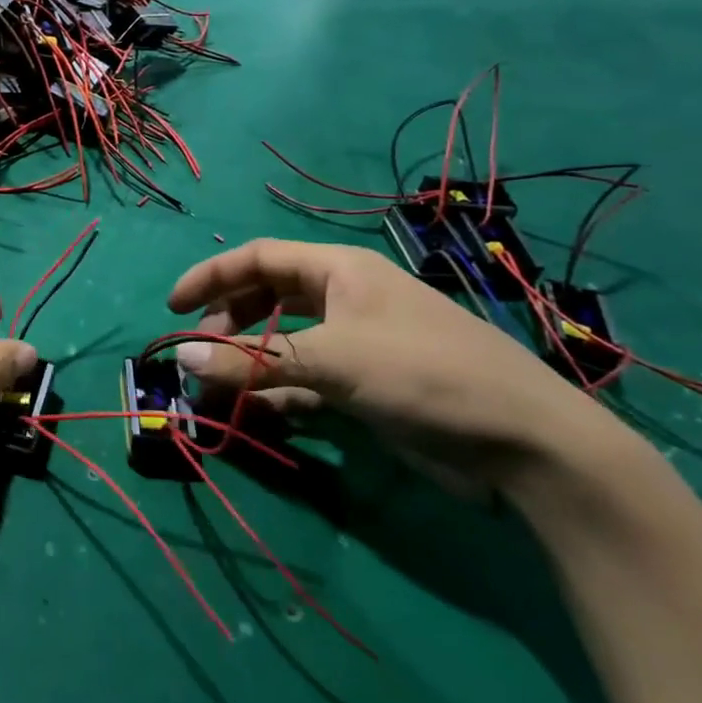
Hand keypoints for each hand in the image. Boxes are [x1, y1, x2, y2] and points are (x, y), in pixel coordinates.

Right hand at [168, 239, 628, 498]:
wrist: (528, 445)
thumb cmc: (426, 376)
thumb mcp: (333, 361)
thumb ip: (253, 361)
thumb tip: (182, 360)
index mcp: (340, 271)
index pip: (258, 257)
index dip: (211, 276)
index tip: (173, 308)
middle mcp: (345, 299)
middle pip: (268, 296)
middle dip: (228, 321)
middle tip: (201, 353)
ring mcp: (357, 343)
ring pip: (283, 340)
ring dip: (249, 361)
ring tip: (219, 388)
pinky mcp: (367, 384)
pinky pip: (304, 378)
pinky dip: (277, 392)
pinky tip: (259, 413)